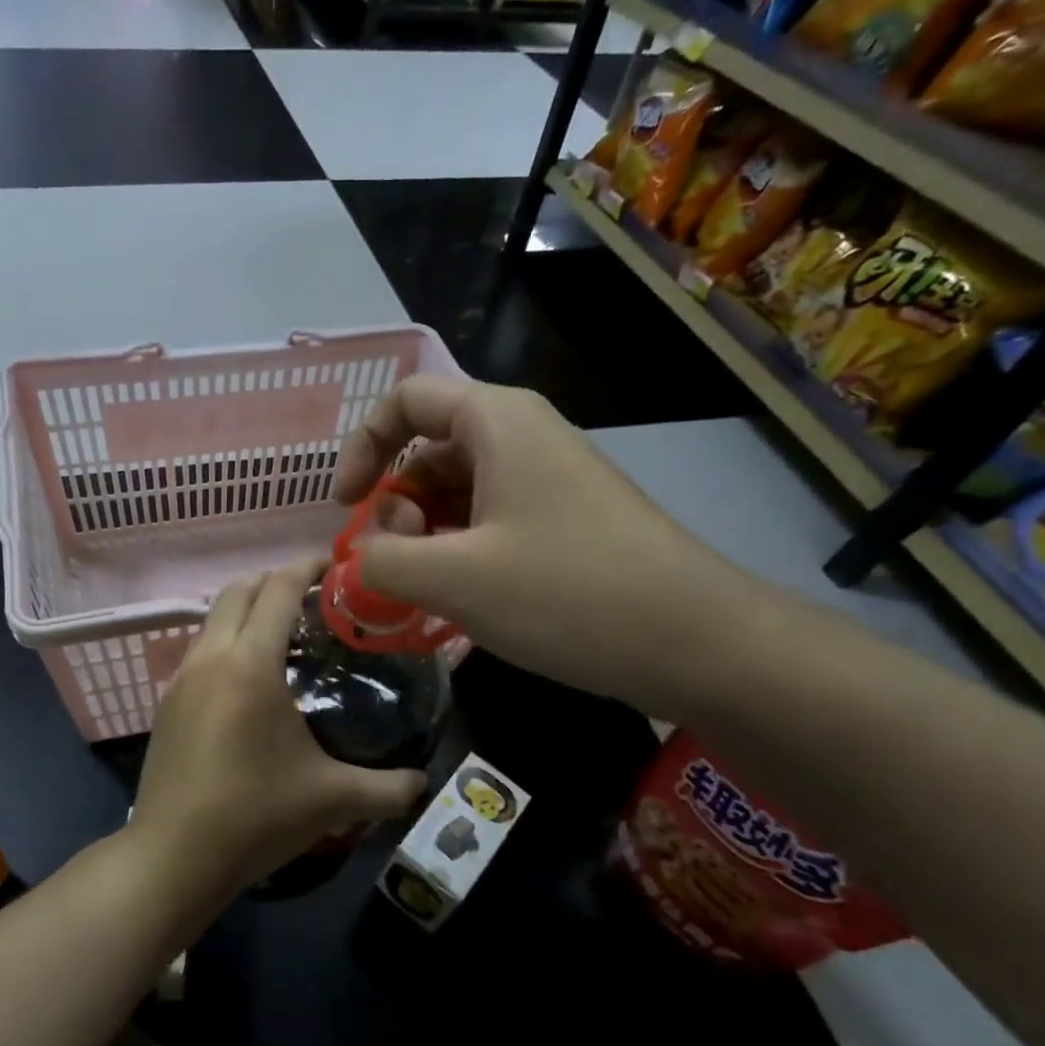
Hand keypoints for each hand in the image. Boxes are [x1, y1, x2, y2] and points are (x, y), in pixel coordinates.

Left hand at [127, 559, 427, 906]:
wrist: (173, 857)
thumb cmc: (255, 816)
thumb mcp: (332, 800)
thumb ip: (388, 788)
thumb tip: (424, 782)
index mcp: (250, 662)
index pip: (279, 588)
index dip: (308, 566)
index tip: (337, 566)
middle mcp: (211, 656)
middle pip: (240, 589)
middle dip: (276, 580)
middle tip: (315, 598)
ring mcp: (182, 677)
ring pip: (214, 617)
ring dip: (248, 609)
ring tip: (286, 636)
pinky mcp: (167, 701)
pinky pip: (201, 649)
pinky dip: (227, 640)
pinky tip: (250, 680)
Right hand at [332, 376, 751, 716]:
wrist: (698, 643)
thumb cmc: (567, 593)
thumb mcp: (454, 579)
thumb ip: (381, 562)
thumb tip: (358, 560)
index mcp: (495, 422)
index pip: (405, 402)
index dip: (362, 448)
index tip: (346, 508)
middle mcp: (523, 437)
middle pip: (429, 450)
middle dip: (395, 505)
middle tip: (393, 564)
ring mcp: (549, 479)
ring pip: (459, 491)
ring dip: (425, 535)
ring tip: (423, 592)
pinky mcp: (566, 520)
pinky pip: (491, 520)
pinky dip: (460, 551)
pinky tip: (459, 600)